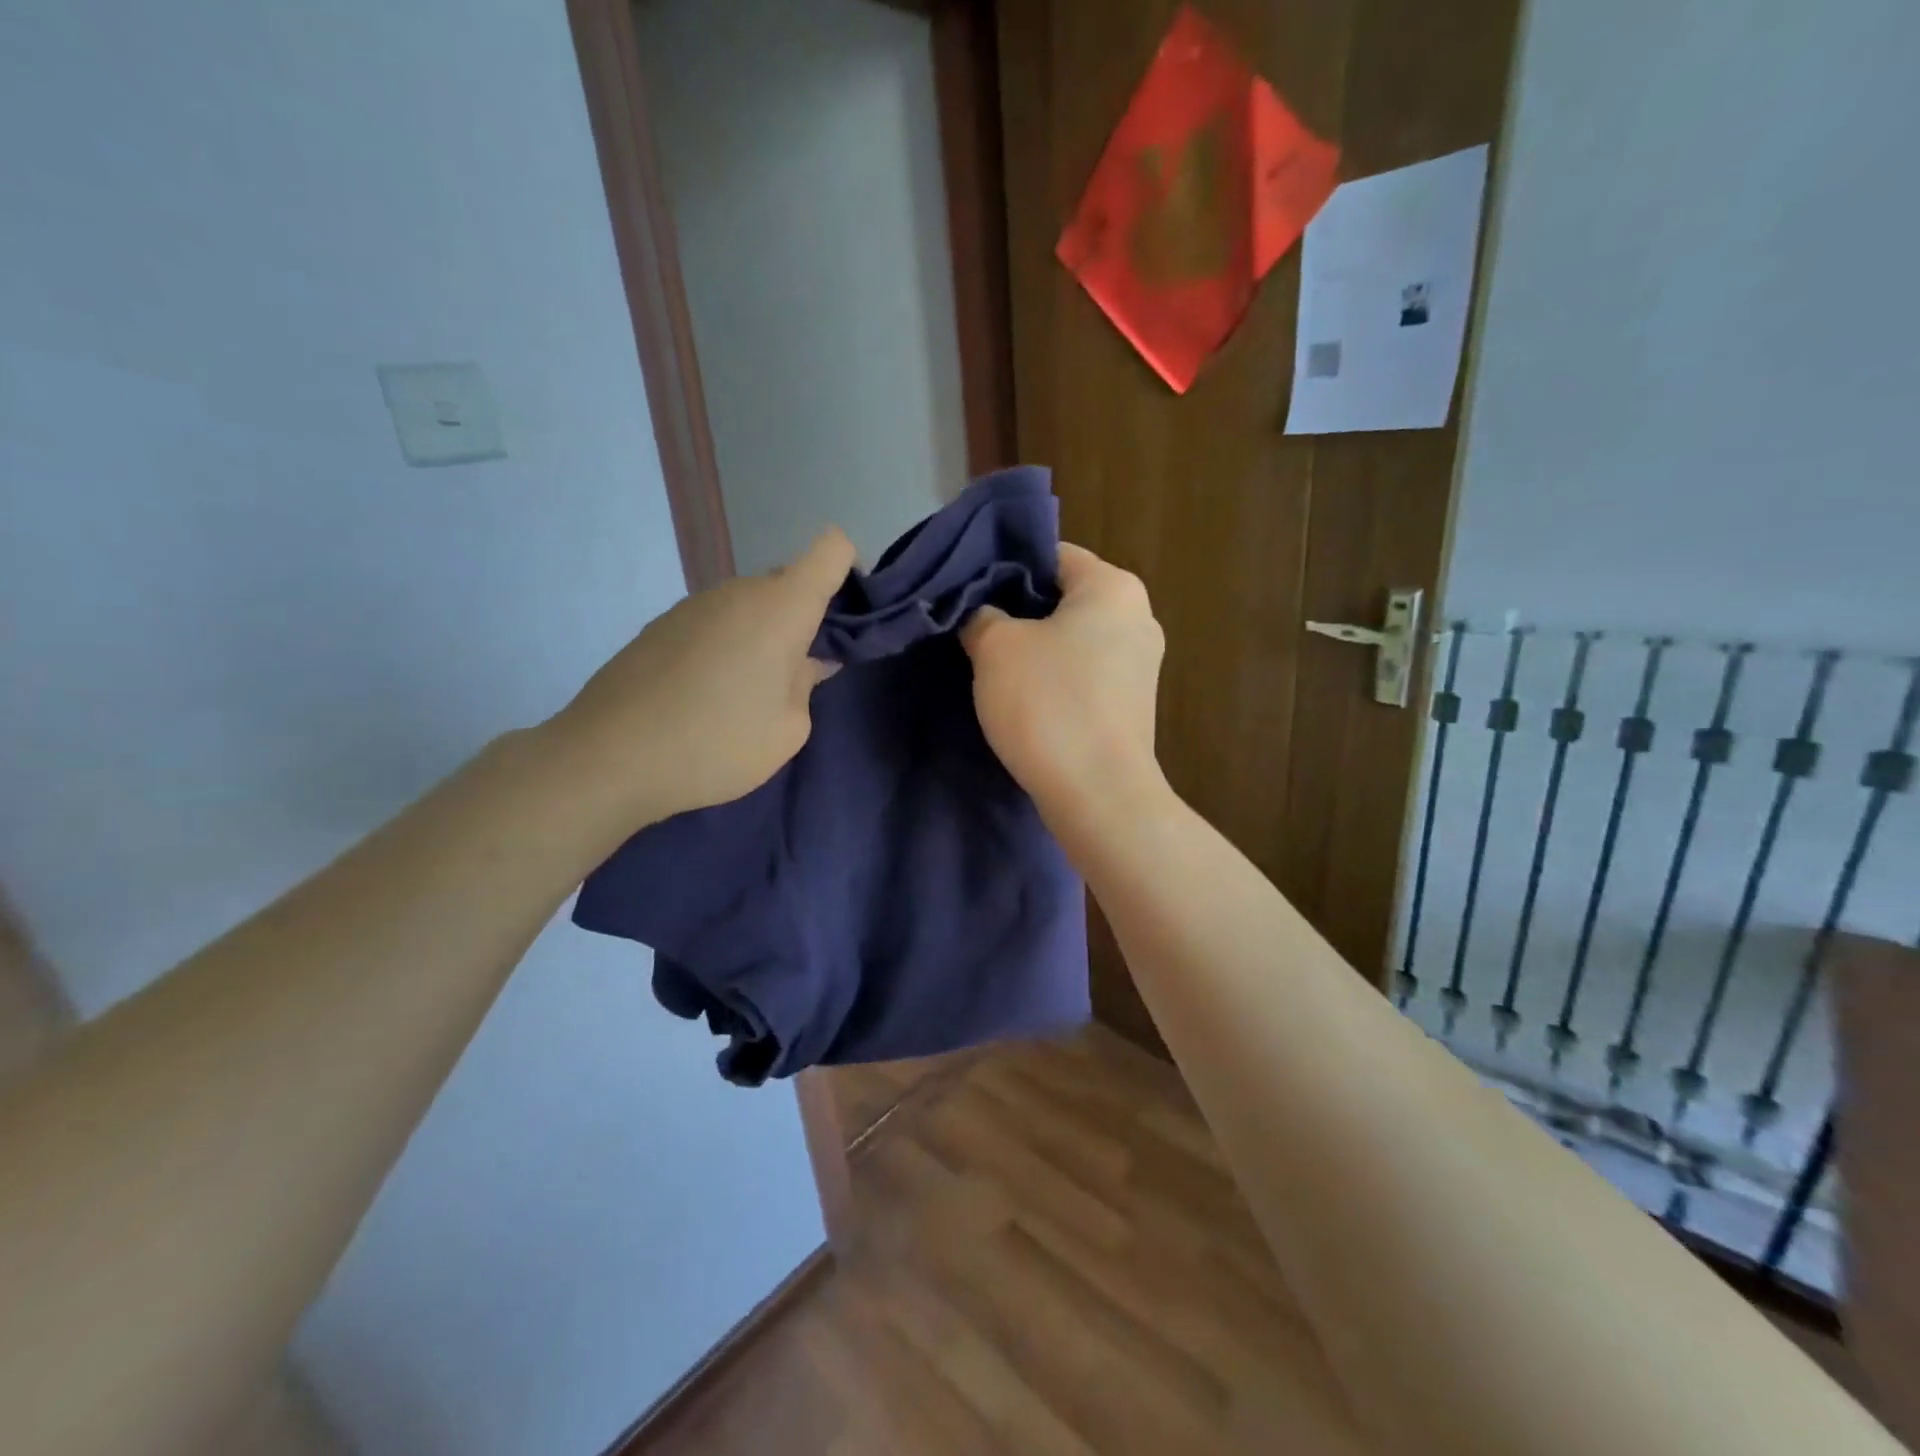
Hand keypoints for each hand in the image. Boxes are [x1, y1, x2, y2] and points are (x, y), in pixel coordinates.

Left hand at [552, 528, 855, 822]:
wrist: (610, 757)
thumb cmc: (718, 743)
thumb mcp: (789, 729)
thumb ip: (807, 685)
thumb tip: (805, 662)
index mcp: (782, 607)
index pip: (831, 549)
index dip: (850, 571)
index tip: (847, 619)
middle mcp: (738, 591)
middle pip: (789, 582)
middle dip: (806, 617)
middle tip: (799, 675)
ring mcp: (694, 604)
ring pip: (750, 605)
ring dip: (763, 635)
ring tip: (748, 692)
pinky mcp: (661, 625)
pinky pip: (715, 623)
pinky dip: (727, 645)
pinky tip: (707, 694)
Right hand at [961, 542, 1164, 813]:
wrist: (1098, 793)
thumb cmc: (1048, 703)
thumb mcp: (996, 647)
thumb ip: (981, 615)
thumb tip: (982, 615)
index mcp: (1114, 587)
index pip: (1052, 555)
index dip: (1005, 568)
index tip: (970, 593)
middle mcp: (1138, 617)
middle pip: (1065, 597)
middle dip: (1019, 612)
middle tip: (974, 630)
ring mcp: (1141, 665)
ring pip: (1074, 639)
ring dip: (1035, 649)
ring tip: (992, 668)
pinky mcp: (1133, 705)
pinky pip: (1085, 675)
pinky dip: (1056, 680)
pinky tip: (1025, 700)